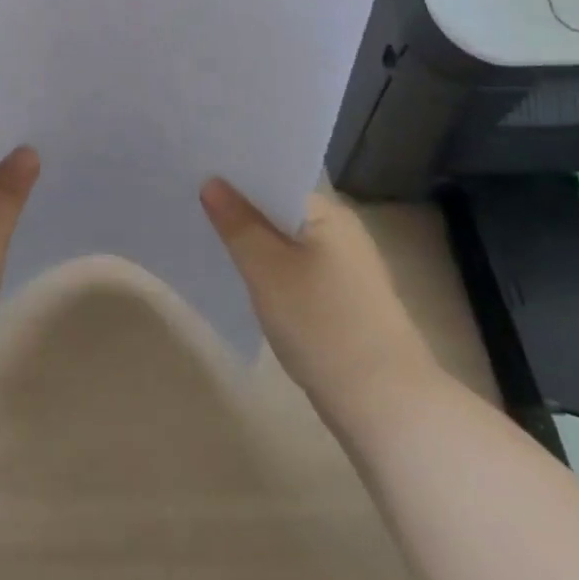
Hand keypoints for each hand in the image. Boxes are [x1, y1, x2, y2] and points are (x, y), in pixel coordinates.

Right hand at [201, 180, 434, 411]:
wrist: (387, 408)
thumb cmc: (323, 324)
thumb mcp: (267, 269)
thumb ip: (237, 223)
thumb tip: (212, 182)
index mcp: (328, 212)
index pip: (275, 176)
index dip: (235, 174)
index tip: (195, 172)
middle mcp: (341, 231)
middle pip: (279, 208)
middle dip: (240, 208)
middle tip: (190, 201)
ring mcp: (346, 268)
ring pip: (286, 241)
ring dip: (254, 241)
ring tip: (207, 236)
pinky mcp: (344, 301)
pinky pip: (296, 269)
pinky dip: (270, 269)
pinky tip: (243, 279)